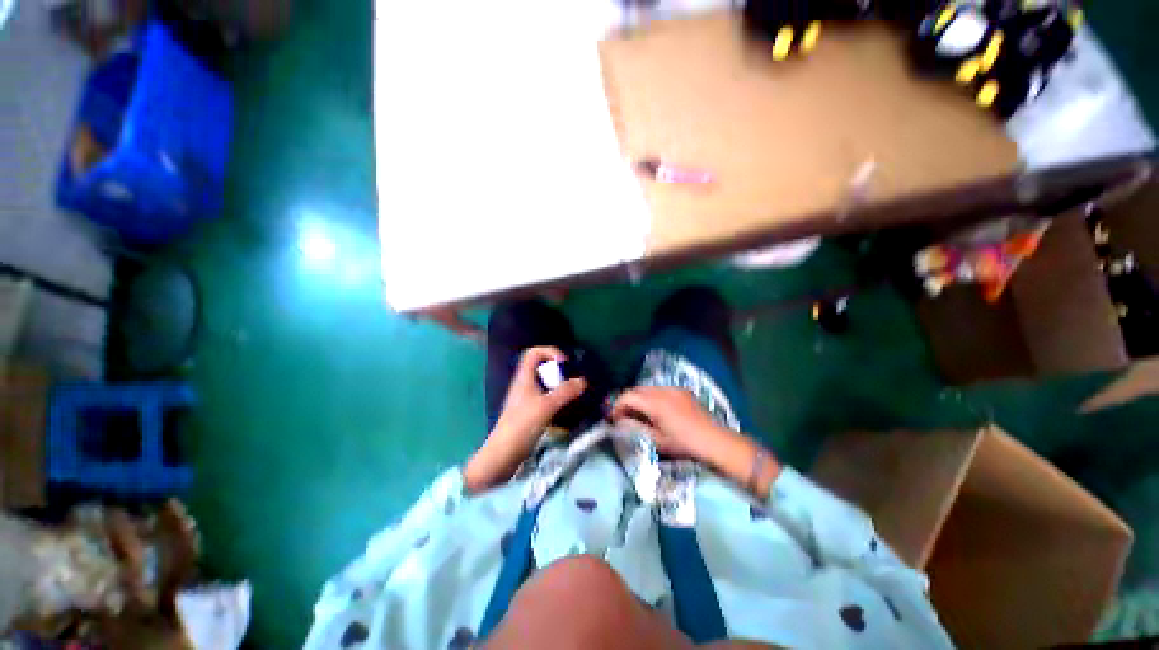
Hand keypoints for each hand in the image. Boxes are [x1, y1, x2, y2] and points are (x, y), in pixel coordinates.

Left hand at [465, 347, 585, 492]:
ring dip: (560, 385)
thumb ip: (565, 392)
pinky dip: (558, 398)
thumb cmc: (521, 425)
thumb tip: (583, 381)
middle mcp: (525, 384)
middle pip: (542, 367)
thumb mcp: (546, 406)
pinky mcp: (531, 412)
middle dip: (559, 370)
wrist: (503, 455)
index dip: (549, 352)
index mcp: (524, 377)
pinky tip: (568, 408)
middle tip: (573, 379)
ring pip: (545, 383)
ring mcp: (527, 399)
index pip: (534, 353)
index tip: (564, 363)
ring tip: (575, 393)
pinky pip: (546, 397)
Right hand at [609, 386, 728, 461]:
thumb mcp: (657, 441)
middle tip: (623, 416)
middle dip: (627, 401)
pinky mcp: (682, 390)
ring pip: (648, 388)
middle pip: (637, 389)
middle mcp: (663, 390)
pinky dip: (652, 397)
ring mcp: (674, 388)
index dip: (617, 405)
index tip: (612, 418)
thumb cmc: (684, 444)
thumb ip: (635, 429)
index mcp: (655, 403)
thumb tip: (619, 422)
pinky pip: (660, 389)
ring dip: (639, 398)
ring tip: (638, 414)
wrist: (715, 441)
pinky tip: (656, 410)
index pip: (628, 396)